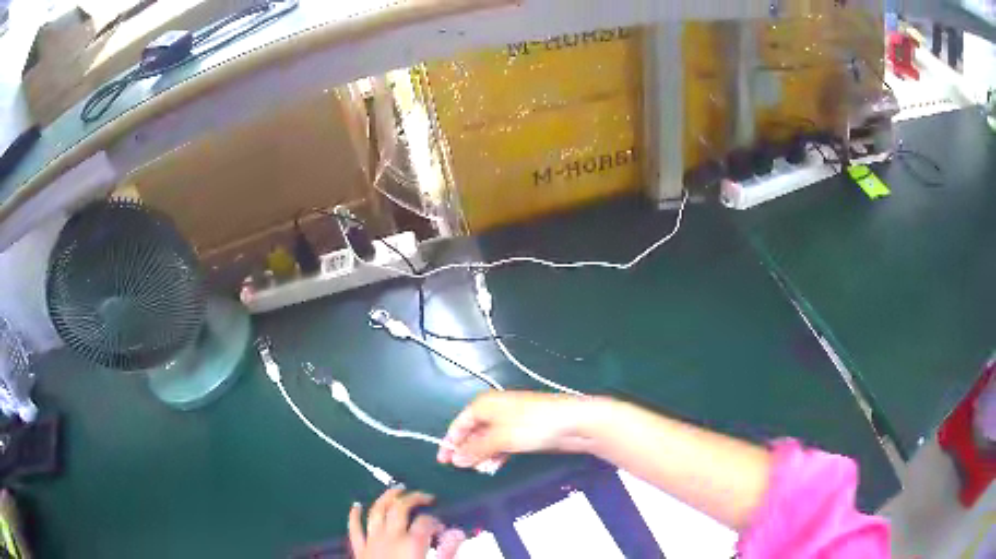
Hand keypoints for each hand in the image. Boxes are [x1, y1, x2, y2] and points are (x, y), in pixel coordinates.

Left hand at [348, 488, 464, 558]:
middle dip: (413, 498)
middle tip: (425, 496)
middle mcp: (390, 537)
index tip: (443, 527)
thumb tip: (458, 533)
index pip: (426, 521)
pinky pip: (354, 529)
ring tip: (396, 490)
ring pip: (376, 512)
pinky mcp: (359, 550)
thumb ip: (448, 551)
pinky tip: (356, 505)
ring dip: (385, 498)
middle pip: (400, 508)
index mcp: (412, 543)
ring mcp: (372, 542)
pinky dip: (354, 515)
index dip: (436, 520)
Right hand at [437, 391, 593, 468]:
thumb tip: (456, 460)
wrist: (573, 422)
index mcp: (484, 404)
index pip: (459, 423)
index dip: (450, 441)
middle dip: (466, 450)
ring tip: (481, 470)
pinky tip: (494, 466)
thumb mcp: (500, 438)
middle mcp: (495, 410)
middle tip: (462, 469)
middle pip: (473, 432)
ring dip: (482, 455)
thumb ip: (476, 449)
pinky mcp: (523, 431)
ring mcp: (510, 421)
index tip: (442, 461)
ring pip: (487, 440)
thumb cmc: (532, 425)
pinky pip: (502, 444)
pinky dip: (496, 455)